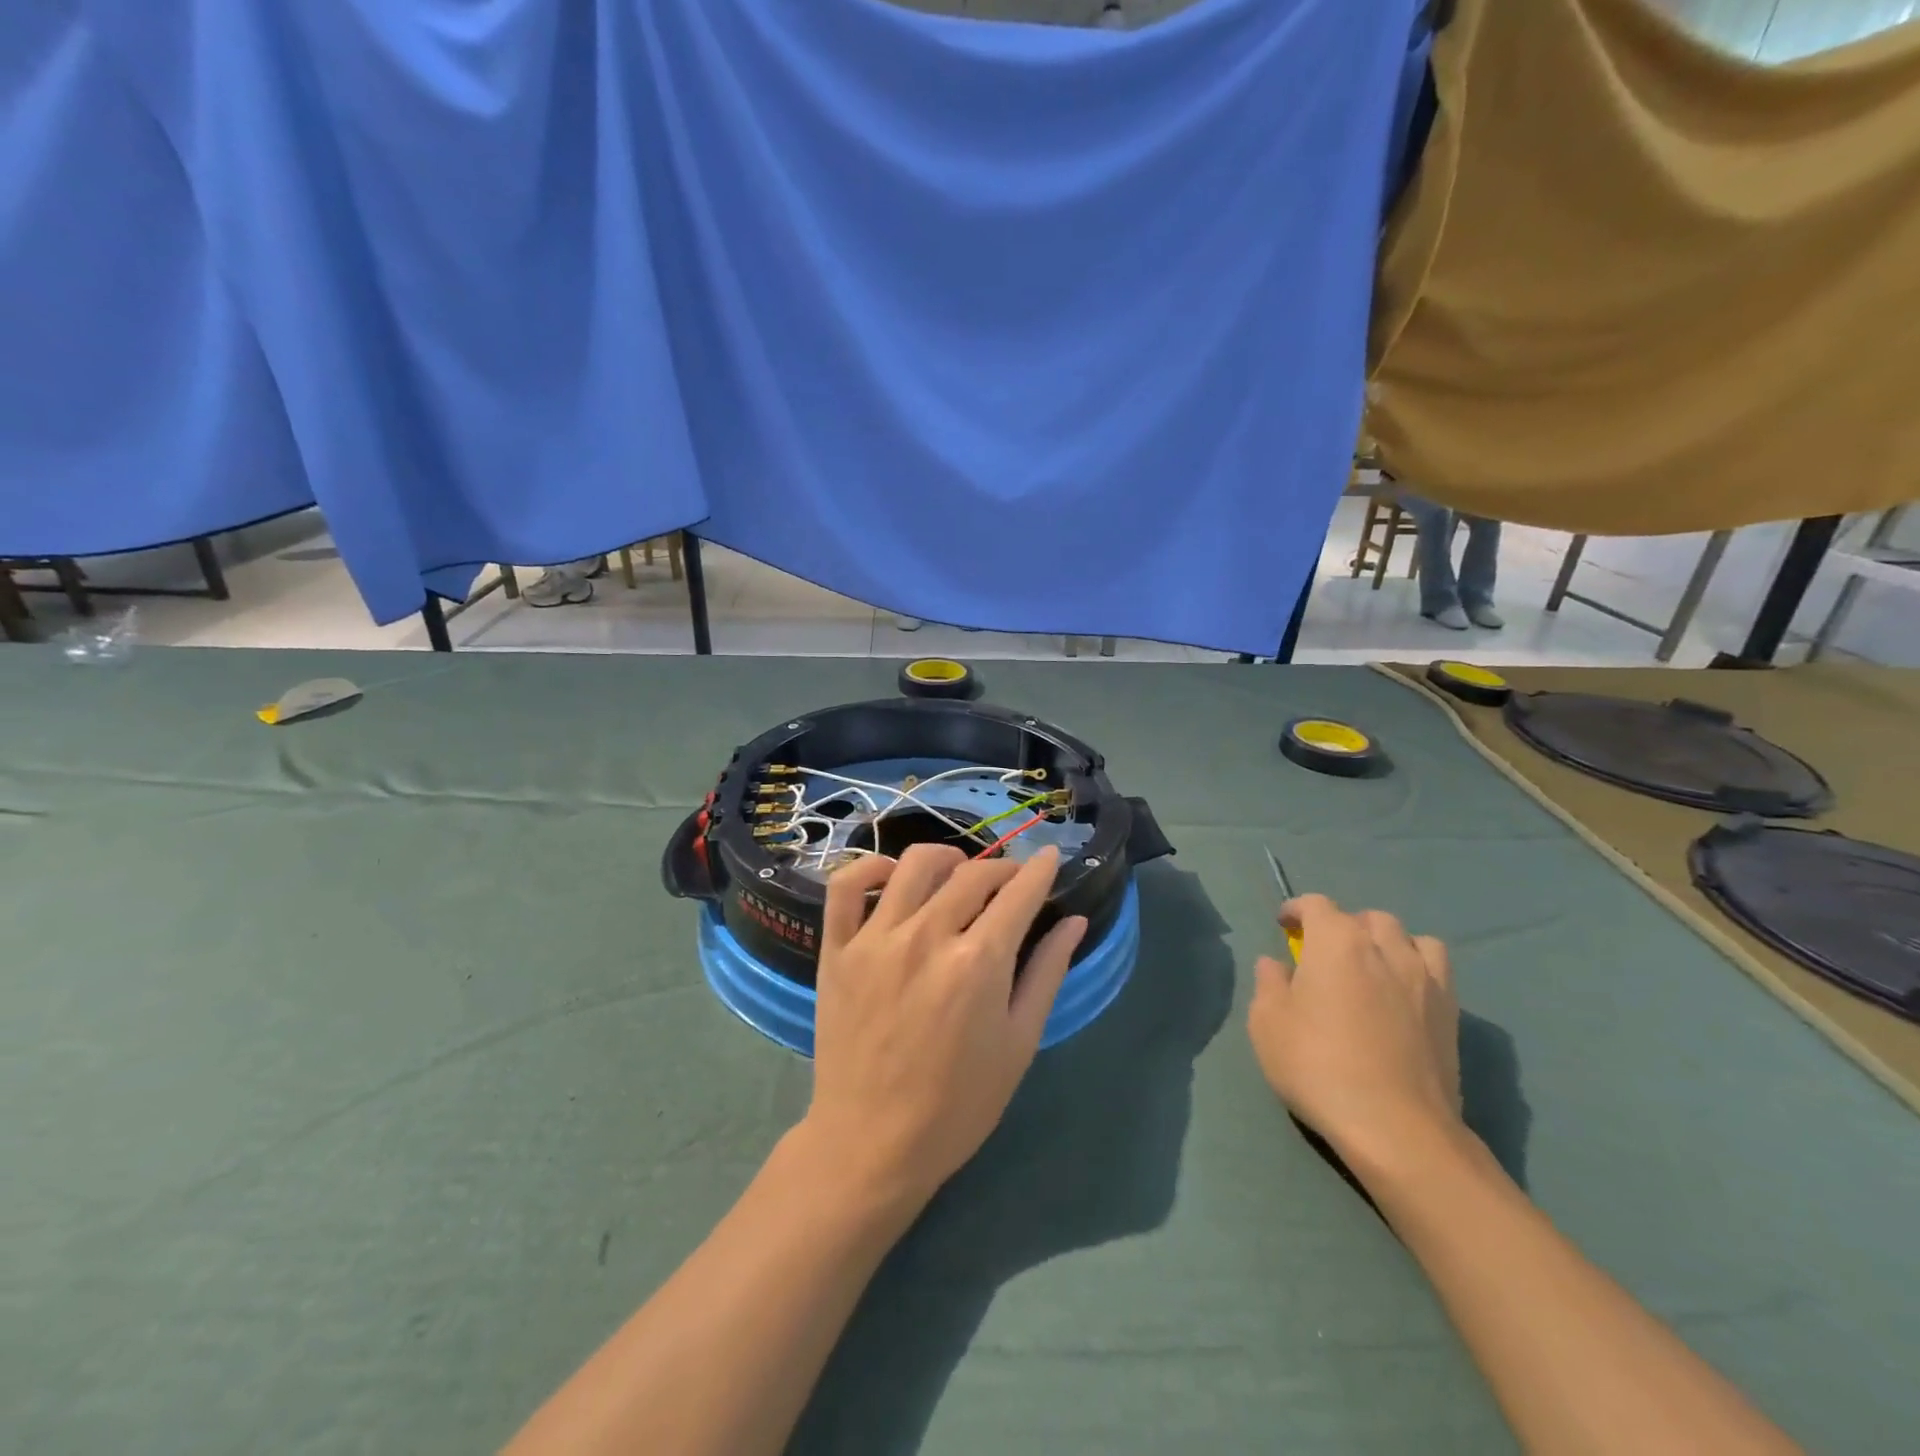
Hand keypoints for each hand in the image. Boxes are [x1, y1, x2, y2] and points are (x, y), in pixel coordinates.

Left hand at [803, 843, 1087, 1208]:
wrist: (872, 1143)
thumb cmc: (958, 1104)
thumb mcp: (1019, 1043)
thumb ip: (1047, 972)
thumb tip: (1074, 921)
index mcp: (978, 962)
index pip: (1018, 893)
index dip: (1040, 869)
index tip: (1049, 856)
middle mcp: (927, 936)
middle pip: (973, 874)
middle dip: (1002, 869)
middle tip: (1010, 884)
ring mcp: (876, 938)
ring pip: (913, 865)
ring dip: (946, 858)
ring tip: (957, 874)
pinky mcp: (837, 949)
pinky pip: (846, 885)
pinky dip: (869, 867)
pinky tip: (890, 876)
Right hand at [1247, 894, 1461, 1161]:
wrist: (1395, 1127)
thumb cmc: (1318, 1066)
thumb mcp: (1267, 1023)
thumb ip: (1268, 983)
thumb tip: (1276, 964)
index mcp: (1336, 942)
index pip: (1316, 905)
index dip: (1296, 910)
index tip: (1284, 926)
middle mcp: (1384, 947)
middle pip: (1365, 918)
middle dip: (1343, 927)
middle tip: (1325, 954)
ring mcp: (1424, 978)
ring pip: (1407, 937)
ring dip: (1385, 942)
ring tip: (1371, 967)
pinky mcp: (1451, 1011)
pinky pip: (1435, 967)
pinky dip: (1416, 966)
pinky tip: (1402, 992)